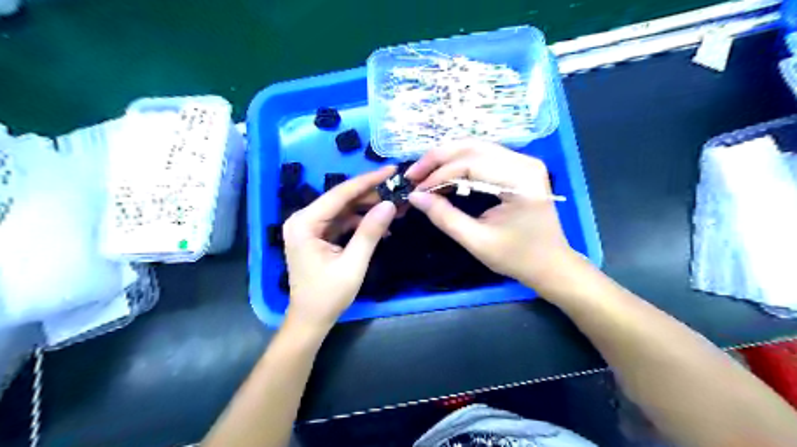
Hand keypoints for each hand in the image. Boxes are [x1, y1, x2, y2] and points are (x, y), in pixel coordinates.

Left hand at [284, 166, 397, 329]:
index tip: (392, 170)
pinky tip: (381, 225)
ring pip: (344, 209)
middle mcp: (303, 219)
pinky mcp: (318, 235)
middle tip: (399, 190)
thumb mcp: (353, 264)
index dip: (368, 181)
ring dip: (369, 208)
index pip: (340, 194)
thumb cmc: (328, 295)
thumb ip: (370, 232)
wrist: (311, 319)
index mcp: (305, 223)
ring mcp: (310, 227)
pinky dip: (361, 222)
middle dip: (371, 195)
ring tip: (396, 207)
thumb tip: (390, 204)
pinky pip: (343, 222)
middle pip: (342, 199)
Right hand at [408, 140, 576, 288]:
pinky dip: (459, 163)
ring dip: (446, 158)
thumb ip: (445, 217)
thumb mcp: (477, 241)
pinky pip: (483, 156)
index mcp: (520, 180)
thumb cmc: (518, 257)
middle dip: (438, 158)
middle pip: (472, 147)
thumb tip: (415, 196)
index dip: (438, 175)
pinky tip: (443, 174)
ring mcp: (523, 161)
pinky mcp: (518, 167)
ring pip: (475, 147)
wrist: (551, 264)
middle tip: (413, 174)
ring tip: (423, 173)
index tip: (416, 190)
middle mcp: (524, 162)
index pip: (470, 164)